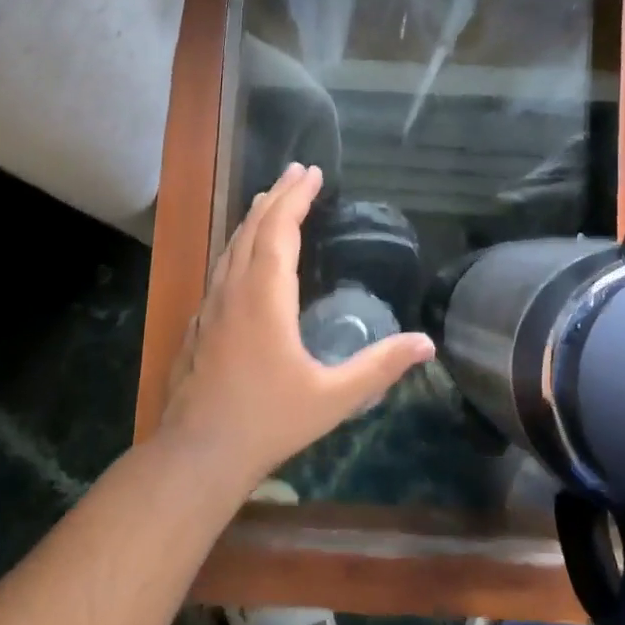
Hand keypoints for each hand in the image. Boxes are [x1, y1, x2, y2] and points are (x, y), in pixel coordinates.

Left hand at [160, 162, 434, 487]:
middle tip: (296, 170)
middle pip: (254, 228)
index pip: (280, 231)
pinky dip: (239, 244)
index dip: (296, 198)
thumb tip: (427, 343)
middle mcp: (234, 291)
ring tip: (271, 198)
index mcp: (265, 298)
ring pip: (232, 246)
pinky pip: (222, 267)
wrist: (197, 454)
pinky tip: (244, 255)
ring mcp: (211, 306)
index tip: (312, 173)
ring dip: (255, 217)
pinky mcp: (199, 323)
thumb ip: (379, 367)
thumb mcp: (333, 398)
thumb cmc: (269, 421)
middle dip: (276, 195)